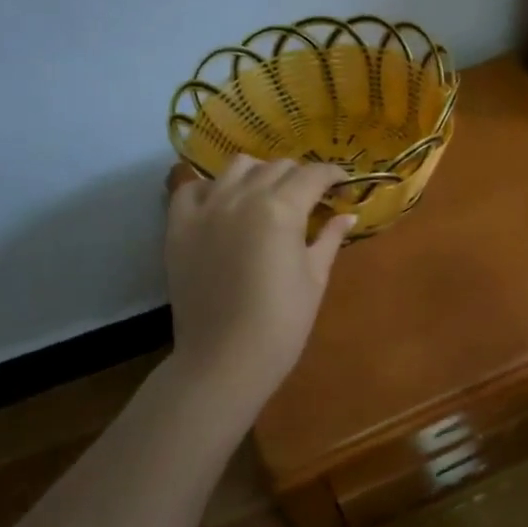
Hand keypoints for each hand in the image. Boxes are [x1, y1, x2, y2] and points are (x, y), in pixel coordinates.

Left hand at [164, 157, 353, 418]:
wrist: (224, 360)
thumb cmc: (282, 323)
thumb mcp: (315, 277)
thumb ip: (330, 238)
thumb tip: (348, 215)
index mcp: (282, 209)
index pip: (313, 174)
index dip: (333, 174)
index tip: (343, 183)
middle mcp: (243, 197)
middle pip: (278, 167)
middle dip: (300, 176)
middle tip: (311, 197)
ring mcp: (206, 209)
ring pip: (238, 167)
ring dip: (260, 174)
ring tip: (268, 196)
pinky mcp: (179, 227)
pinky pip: (192, 188)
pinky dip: (212, 188)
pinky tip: (224, 205)